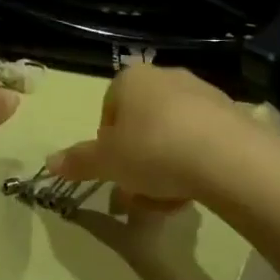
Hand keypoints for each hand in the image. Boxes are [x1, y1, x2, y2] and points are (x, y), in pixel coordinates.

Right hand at [48, 64, 258, 209]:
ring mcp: (201, 93)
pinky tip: (196, 191)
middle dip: (137, 163)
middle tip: (138, 196)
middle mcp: (165, 77)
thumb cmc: (154, 150)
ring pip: (170, 136)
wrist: (227, 155)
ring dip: (164, 169)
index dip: (108, 146)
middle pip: (141, 125)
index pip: (108, 111)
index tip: (114, 172)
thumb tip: (49, 162)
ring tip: (169, 201)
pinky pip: (201, 140)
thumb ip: (79, 161)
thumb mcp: (108, 162)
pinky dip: (194, 164)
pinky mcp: (230, 114)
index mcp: (131, 79)